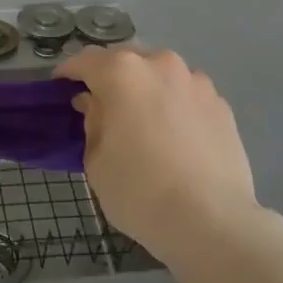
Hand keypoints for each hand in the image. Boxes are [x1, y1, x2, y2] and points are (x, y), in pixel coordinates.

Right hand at [53, 47, 266, 261]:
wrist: (211, 221)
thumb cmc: (139, 191)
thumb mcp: (97, 161)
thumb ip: (93, 122)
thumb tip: (95, 104)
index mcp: (123, 73)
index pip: (85, 61)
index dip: (69, 73)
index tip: (61, 87)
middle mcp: (162, 65)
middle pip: (127, 61)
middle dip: (111, 77)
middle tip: (102, 105)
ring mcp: (197, 83)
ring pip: (161, 75)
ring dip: (147, 89)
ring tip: (143, 120)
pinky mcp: (222, 105)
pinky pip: (187, 96)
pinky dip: (175, 106)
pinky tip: (175, 136)